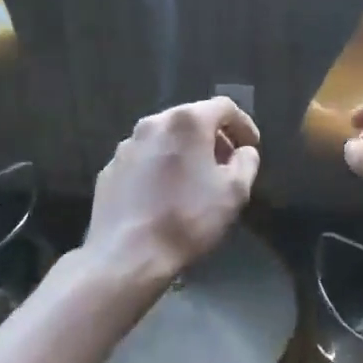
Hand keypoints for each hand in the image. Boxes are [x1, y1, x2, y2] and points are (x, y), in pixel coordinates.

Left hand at [85, 97, 261, 285]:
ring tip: (195, 181)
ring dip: (185, 151)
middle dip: (214, 137)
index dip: (243, 125)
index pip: (224, 107)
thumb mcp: (234, 192)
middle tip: (227, 164)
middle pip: (192, 119)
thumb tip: (243, 151)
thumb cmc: (187, 219)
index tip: (252, 147)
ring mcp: (127, 145)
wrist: (126, 255)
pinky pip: (144, 159)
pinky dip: (160, 167)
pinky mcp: (110, 168)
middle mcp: (154, 123)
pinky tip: (165, 195)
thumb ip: (246, 162)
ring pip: (165, 138)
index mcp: (187, 122)